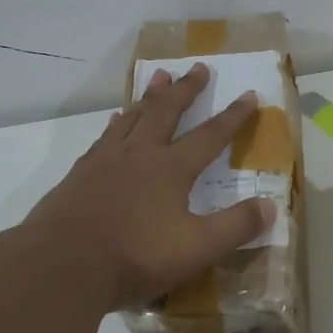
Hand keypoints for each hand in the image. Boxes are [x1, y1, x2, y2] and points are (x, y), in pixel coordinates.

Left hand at [25, 63, 275, 311]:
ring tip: (158, 76)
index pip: (210, 135)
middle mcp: (139, 154)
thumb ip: (236, 226)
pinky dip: (116, 123)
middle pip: (166, 112)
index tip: (248, 94)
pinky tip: (114, 122)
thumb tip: (271, 206)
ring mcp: (104, 161)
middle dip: (186, 90)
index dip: (233, 116)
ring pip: (132, 117)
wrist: (61, 264)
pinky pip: (104, 137)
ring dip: (149, 96)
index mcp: (171, 168)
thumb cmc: (134, 256)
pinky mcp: (79, 175)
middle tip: (198, 67)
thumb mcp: (197, 248)